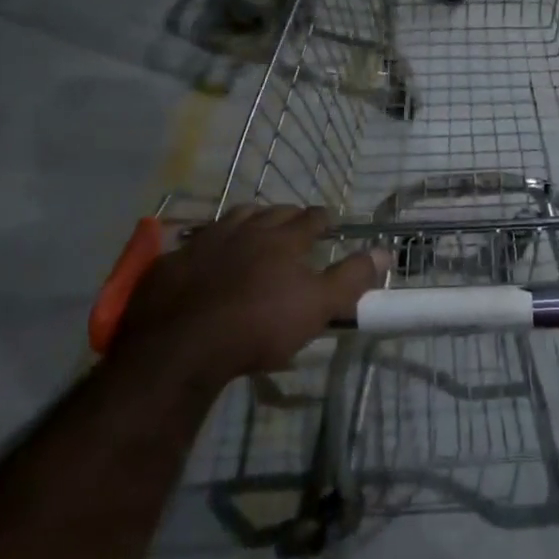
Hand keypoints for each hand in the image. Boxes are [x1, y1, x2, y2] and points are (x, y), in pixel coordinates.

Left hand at [114, 205, 386, 388]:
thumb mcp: (318, 307)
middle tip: (294, 226)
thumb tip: (386, 251)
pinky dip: (209, 244)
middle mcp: (246, 229)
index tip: (330, 222)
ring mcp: (205, 241)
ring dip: (250, 220)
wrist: (182, 346)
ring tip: (255, 229)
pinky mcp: (172, 261)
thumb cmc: (260, 326)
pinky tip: (208, 257)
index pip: (311, 218)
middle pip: (272, 212)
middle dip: (287, 215)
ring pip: (233, 218)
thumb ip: (352, 278)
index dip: (323, 219)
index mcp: (283, 239)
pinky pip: (195, 242)